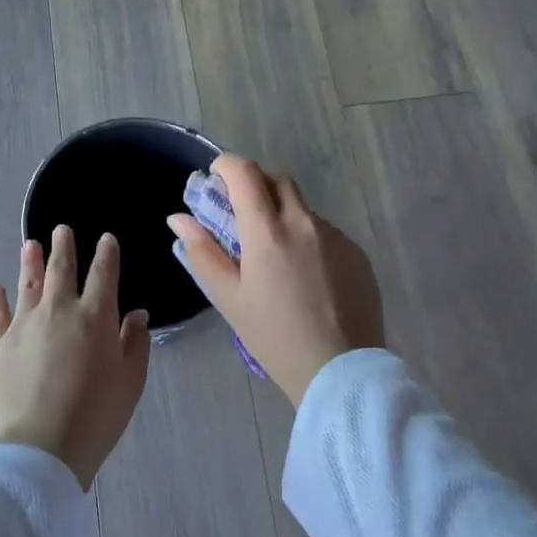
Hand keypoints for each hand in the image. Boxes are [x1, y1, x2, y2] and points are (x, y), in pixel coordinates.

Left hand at [0, 226, 151, 490]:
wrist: (40, 447)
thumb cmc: (96, 416)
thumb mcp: (130, 381)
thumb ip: (135, 343)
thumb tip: (136, 313)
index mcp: (95, 316)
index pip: (104, 274)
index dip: (106, 253)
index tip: (106, 239)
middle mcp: (57, 310)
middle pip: (61, 269)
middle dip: (63, 246)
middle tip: (61, 229)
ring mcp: (22, 325)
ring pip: (27, 284)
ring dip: (30, 262)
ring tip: (30, 245)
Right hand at [166, 156, 383, 407]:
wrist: (340, 371)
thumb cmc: (273, 337)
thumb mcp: (228, 298)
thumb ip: (202, 252)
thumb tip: (178, 218)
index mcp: (268, 232)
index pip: (245, 173)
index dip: (226, 166)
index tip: (216, 178)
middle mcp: (304, 223)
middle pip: (277, 180)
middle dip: (255, 185)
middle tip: (241, 214)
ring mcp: (336, 236)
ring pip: (302, 208)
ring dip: (282, 215)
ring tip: (275, 258)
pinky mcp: (357, 253)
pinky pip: (326, 232)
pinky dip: (308, 239)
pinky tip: (306, 277)